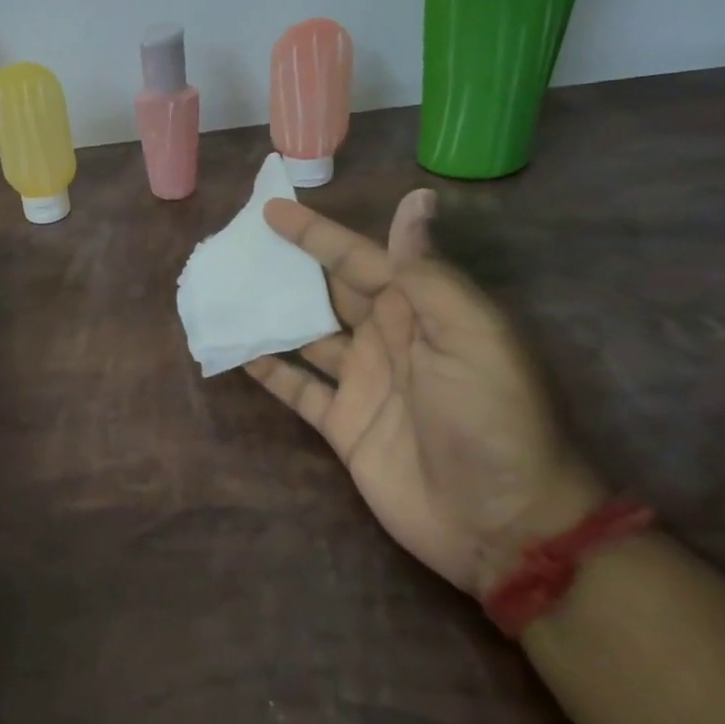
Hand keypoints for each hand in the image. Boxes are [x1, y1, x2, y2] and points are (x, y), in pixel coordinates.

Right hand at [244, 192, 601, 595]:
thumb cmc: (491, 419)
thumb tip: (413, 200)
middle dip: (288, 268)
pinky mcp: (343, 424)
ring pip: (305, 336)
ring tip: (225, 292)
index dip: (317, 235)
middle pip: (327, 293)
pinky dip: (267, 370)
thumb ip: (428, 274)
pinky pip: (296, 388)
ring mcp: (362, 383)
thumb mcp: (470, 336)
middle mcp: (386, 340)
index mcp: (419, 312)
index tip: (271, 211)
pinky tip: (233, 351)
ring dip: (269, 315)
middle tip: (237, 247)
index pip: (359, 259)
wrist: (499, 522)